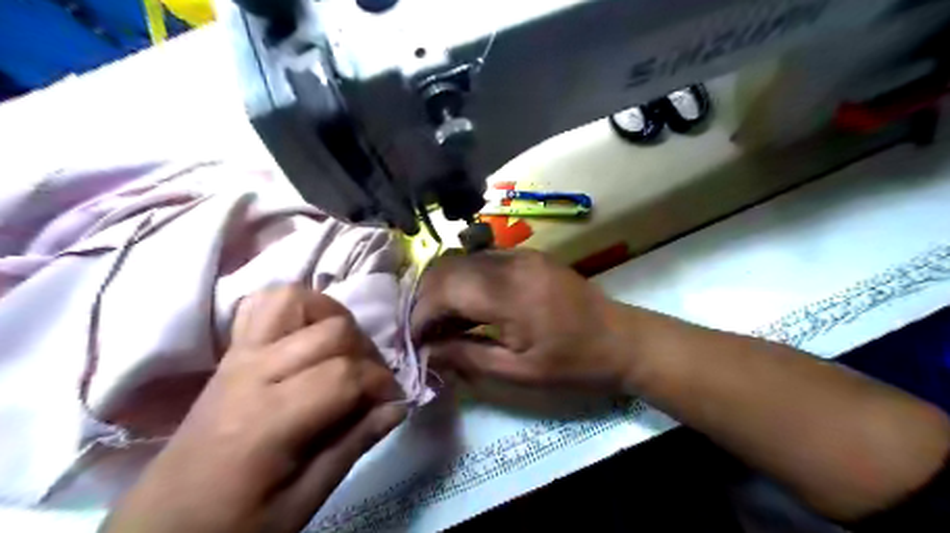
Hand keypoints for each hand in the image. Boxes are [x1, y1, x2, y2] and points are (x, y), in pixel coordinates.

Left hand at [104, 288, 408, 531]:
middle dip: (366, 353)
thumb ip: (354, 445)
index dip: (380, 383)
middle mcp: (253, 374)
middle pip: (331, 332)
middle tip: (370, 383)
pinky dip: (295, 306)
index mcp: (269, 420)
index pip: (344, 375)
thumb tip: (399, 406)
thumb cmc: (236, 523)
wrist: (163, 525)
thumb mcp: (304, 500)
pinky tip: (310, 332)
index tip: (391, 402)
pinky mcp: (231, 352)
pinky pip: (263, 304)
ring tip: (345, 347)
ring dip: (332, 316)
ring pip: (295, 300)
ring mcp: (238, 356)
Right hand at [413, 250, 633, 391]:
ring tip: (443, 321)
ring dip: (444, 288)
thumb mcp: (519, 372)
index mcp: (509, 293)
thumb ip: (468, 356)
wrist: (623, 340)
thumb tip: (428, 351)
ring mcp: (521, 254)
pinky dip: (466, 280)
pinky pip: (484, 260)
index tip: (414, 341)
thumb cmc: (574, 364)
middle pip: (448, 267)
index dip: (421, 314)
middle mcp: (510, 263)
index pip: (444, 289)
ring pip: (463, 260)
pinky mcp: (529, 256)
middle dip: (426, 299)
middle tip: (425, 332)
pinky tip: (469, 305)